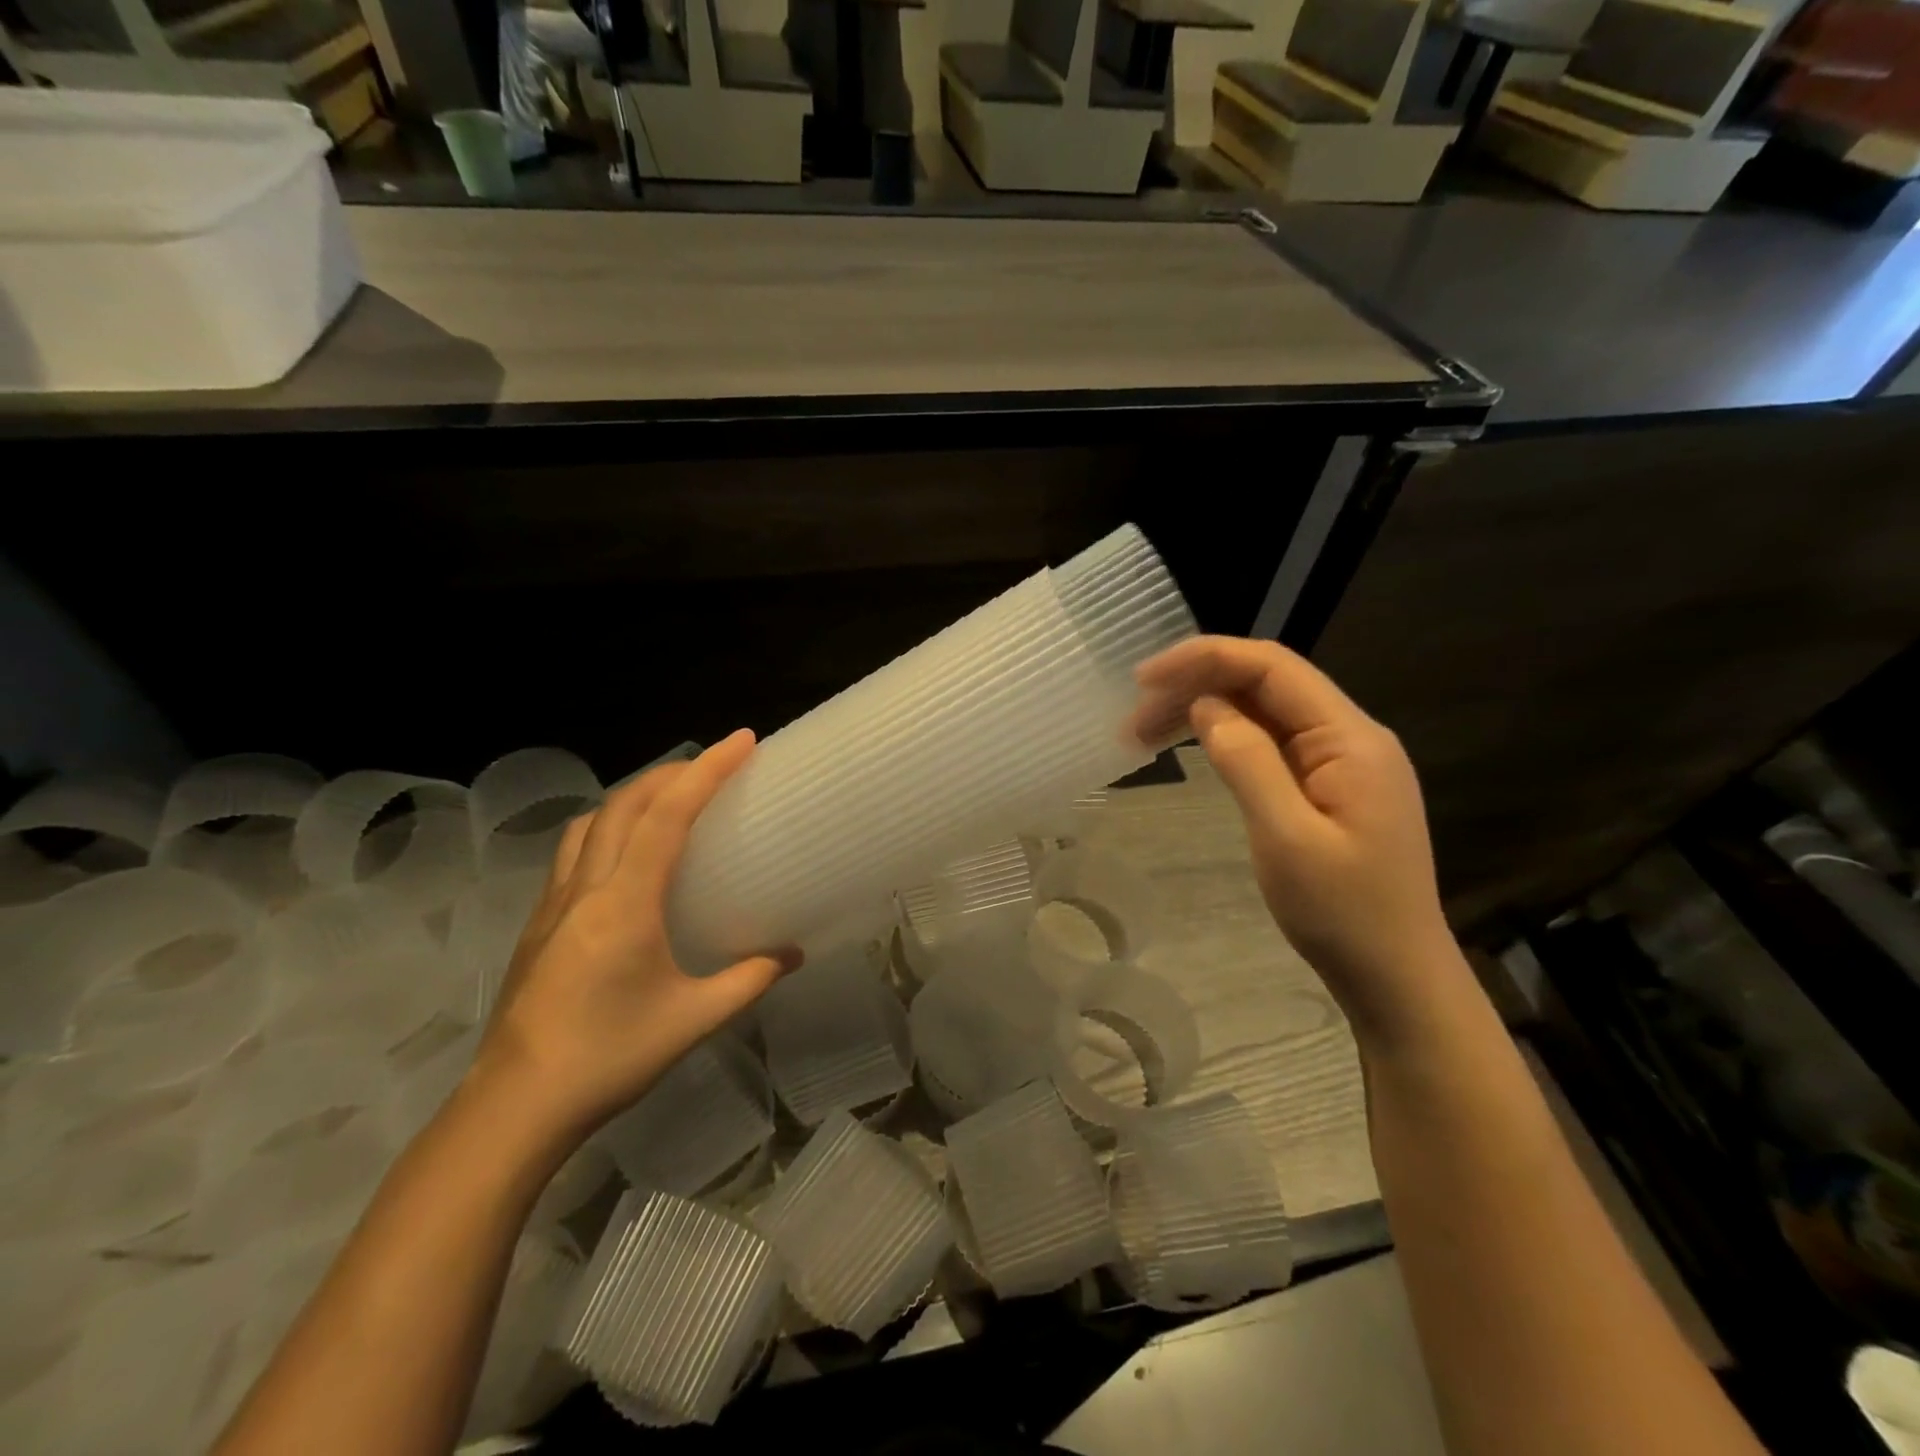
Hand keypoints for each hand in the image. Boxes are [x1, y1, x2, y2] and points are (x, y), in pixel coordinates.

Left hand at [474, 731, 797, 1141]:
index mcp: (624, 902)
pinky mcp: (539, 922)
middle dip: (672, 772)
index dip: (707, 770)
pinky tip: (626, 854)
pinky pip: (574, 849)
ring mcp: (554, 903)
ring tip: (670, 800)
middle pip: (625, 803)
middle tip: (715, 766)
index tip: (741, 741)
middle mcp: (585, 887)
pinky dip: (607, 826)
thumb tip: (791, 955)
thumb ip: (748, 980)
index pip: (667, 815)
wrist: (513, 1107)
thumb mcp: (693, 1020)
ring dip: (634, 795)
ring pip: (591, 820)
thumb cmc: (608, 1058)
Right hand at [1130, 637, 1464, 1044]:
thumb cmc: (1343, 913)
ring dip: (1205, 712)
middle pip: (1265, 684)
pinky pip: (1271, 743)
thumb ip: (1247, 761)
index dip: (1205, 659)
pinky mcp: (1327, 786)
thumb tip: (1206, 705)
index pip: (1273, 668)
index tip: (1145, 679)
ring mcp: (1340, 762)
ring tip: (1144, 734)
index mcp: (1350, 738)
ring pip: (1263, 712)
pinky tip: (1191, 748)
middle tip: (1133, 717)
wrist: (1395, 976)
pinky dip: (1225, 738)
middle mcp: (1349, 736)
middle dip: (1197, 686)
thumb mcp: (1286, 837)